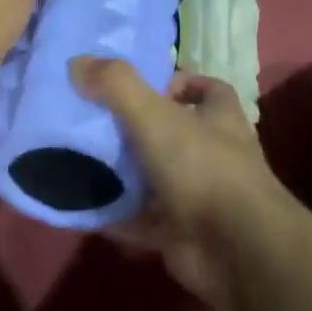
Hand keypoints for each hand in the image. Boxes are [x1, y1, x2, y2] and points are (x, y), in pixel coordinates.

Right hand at [70, 59, 295, 310]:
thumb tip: (76, 61)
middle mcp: (214, 153)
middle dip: (138, 128)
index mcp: (219, 118)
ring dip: (123, 172)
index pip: (206, 89)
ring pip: (155, 177)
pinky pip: (140, 219)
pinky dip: (114, 214)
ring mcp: (199, 196)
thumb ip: (116, 85)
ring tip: (78, 159)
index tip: (139, 85)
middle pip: (174, 133)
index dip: (177, 83)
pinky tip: (82, 206)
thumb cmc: (202, 168)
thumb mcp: (155, 115)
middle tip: (94, 121)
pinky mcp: (181, 232)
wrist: (235, 249)